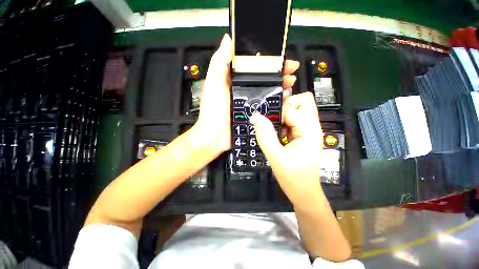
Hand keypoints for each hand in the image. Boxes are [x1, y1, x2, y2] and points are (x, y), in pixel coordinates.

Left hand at [194, 33, 299, 154]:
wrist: (216, 137)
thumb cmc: (213, 111)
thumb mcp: (213, 84)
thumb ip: (219, 62)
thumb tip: (228, 39)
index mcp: (234, 80)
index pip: (253, 65)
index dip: (267, 60)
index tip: (280, 57)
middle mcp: (243, 90)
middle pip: (263, 77)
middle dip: (278, 72)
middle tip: (291, 70)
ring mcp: (250, 103)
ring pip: (268, 90)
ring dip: (280, 85)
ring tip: (291, 82)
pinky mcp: (254, 114)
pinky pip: (267, 105)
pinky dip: (277, 101)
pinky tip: (285, 98)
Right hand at [249, 92, 322, 209]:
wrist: (303, 192)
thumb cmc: (293, 178)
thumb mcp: (276, 158)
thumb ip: (265, 136)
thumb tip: (255, 116)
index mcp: (309, 130)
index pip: (295, 106)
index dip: (279, 110)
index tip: (268, 121)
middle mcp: (311, 126)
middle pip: (302, 101)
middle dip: (285, 106)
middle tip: (273, 121)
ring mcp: (307, 130)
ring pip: (297, 109)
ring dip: (282, 115)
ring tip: (273, 129)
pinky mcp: (301, 134)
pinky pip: (292, 119)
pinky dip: (282, 122)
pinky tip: (276, 133)